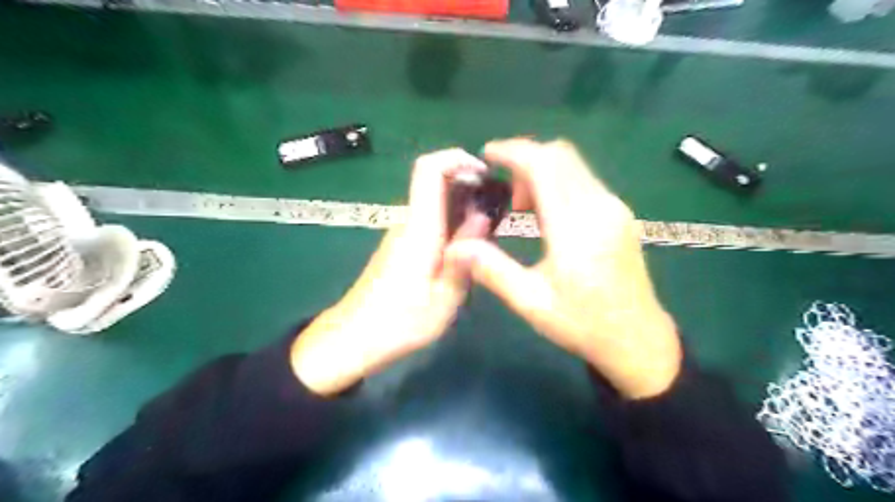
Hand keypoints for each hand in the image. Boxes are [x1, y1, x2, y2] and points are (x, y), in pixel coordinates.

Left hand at [293, 150, 488, 396]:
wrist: (352, 338)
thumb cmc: (398, 324)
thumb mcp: (443, 301)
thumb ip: (464, 259)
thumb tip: (482, 219)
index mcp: (419, 230)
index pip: (429, 171)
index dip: (456, 159)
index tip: (484, 172)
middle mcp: (408, 223)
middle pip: (436, 184)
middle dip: (470, 187)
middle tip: (500, 212)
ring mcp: (402, 234)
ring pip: (436, 205)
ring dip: (464, 209)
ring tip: (489, 235)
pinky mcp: (400, 246)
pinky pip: (430, 223)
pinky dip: (452, 225)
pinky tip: (467, 252)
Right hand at [444, 137, 683, 398]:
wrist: (638, 339)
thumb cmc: (582, 324)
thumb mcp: (531, 302)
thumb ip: (492, 269)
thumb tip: (455, 247)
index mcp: (576, 227)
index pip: (544, 165)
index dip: (513, 151)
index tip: (487, 155)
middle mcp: (600, 207)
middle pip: (561, 155)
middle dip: (526, 160)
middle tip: (505, 191)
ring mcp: (614, 208)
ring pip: (574, 166)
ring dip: (543, 172)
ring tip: (521, 208)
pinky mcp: (620, 215)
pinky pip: (584, 181)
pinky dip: (559, 184)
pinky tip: (546, 215)